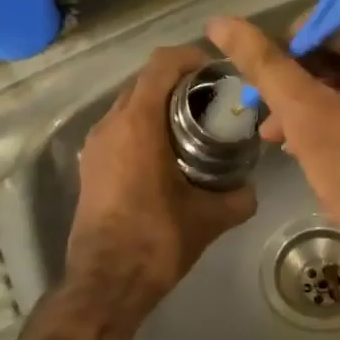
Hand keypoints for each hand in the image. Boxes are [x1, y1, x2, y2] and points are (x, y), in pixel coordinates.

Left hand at [66, 45, 257, 309]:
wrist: (105, 282)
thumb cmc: (157, 241)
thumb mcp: (209, 218)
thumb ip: (238, 197)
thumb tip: (250, 188)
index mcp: (137, 124)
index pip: (161, 64)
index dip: (190, 57)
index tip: (216, 72)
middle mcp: (110, 124)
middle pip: (144, 82)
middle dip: (178, 83)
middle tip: (212, 101)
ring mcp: (94, 145)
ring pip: (128, 106)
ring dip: (158, 107)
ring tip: (192, 127)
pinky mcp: (89, 166)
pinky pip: (118, 130)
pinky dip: (142, 128)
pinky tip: (167, 155)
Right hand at [208, 7, 339, 277]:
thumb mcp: (305, 117)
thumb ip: (262, 64)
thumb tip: (219, 22)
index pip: (323, 22)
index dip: (287, 59)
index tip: (268, 100)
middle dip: (304, 81)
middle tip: (274, 124)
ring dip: (322, 94)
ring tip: (286, 135)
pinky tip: (320, 133)